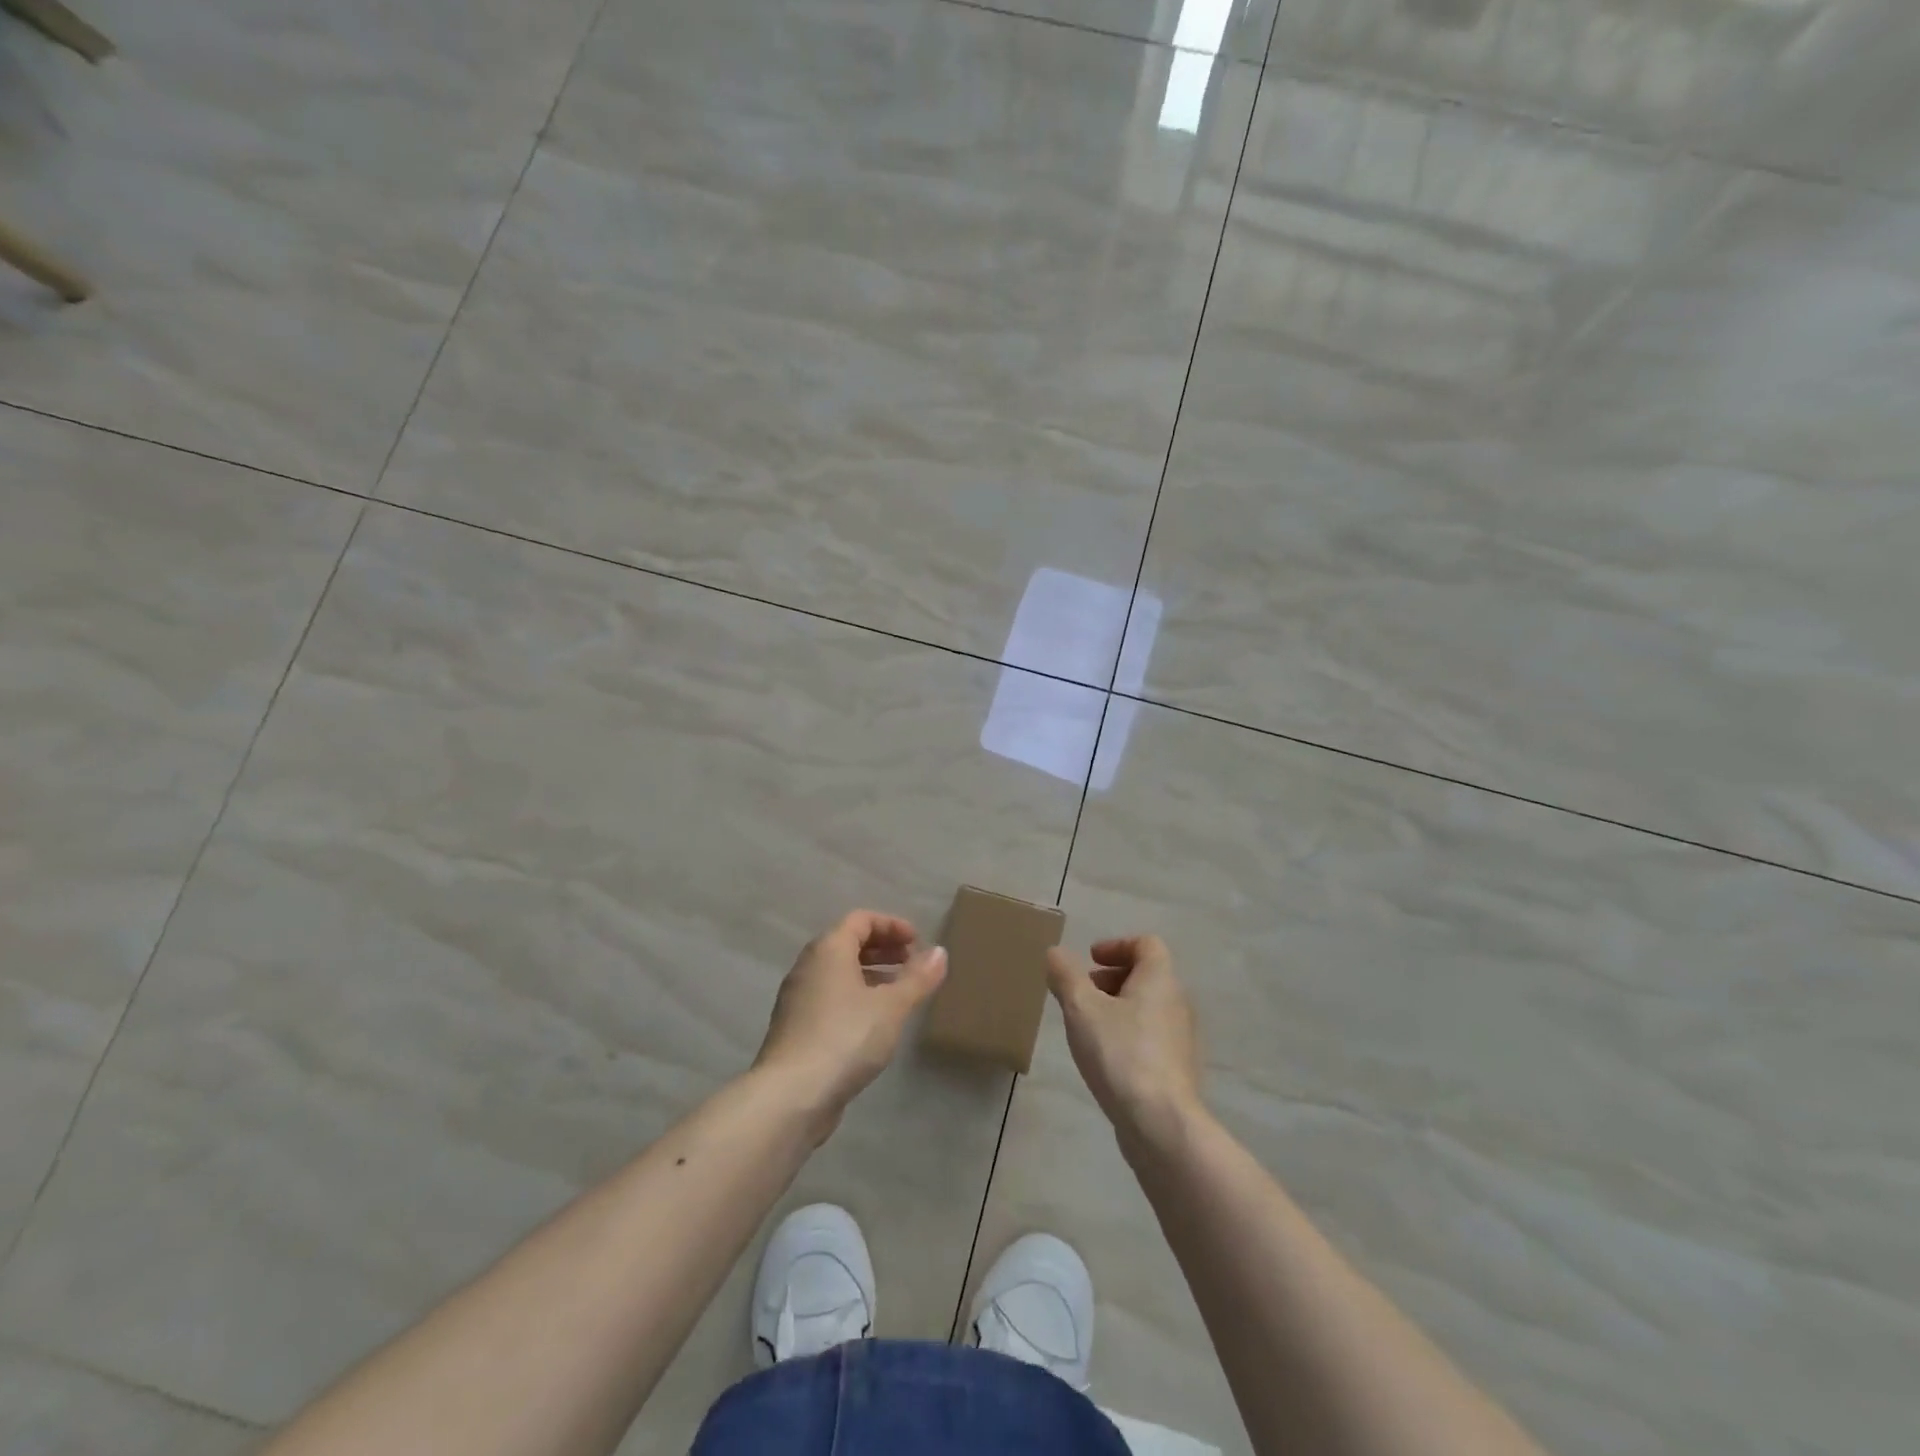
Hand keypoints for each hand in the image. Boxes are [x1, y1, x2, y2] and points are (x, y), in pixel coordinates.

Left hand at [754, 910, 946, 1140]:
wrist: (791, 1095)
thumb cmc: (845, 1037)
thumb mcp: (892, 1007)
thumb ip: (917, 978)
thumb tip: (940, 952)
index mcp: (829, 949)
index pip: (861, 919)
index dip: (892, 925)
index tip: (918, 942)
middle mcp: (808, 965)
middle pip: (847, 942)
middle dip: (883, 949)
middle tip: (912, 964)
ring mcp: (798, 997)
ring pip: (838, 973)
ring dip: (870, 974)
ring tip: (899, 993)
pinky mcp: (796, 1028)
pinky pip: (830, 997)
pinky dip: (855, 997)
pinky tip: (874, 1024)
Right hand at [1046, 935, 1201, 1150]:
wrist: (1161, 1123)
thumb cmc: (1121, 1053)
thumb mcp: (1082, 1008)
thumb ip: (1066, 976)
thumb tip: (1055, 952)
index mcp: (1160, 980)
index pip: (1147, 945)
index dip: (1117, 945)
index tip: (1091, 960)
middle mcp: (1177, 1003)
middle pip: (1147, 975)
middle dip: (1112, 977)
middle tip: (1083, 992)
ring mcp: (1180, 1039)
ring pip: (1148, 1008)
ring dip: (1118, 1007)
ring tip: (1087, 1026)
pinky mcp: (1176, 1069)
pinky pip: (1150, 1037)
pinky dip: (1127, 1034)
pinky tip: (1104, 1058)